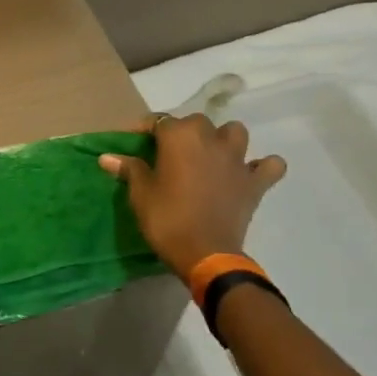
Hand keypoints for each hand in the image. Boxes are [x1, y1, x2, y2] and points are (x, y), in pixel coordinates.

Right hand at [100, 114, 285, 279]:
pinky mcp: (255, 182)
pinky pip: (269, 165)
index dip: (145, 130)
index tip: (134, 143)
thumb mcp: (140, 195)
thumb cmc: (167, 220)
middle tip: (169, 154)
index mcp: (180, 137)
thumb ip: (129, 169)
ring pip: (234, 132)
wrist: (206, 255)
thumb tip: (107, 157)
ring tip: (210, 155)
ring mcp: (237, 159)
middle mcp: (210, 139)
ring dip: (223, 139)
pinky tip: (249, 173)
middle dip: (182, 132)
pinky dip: (262, 166)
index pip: (159, 121)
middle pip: (196, 122)